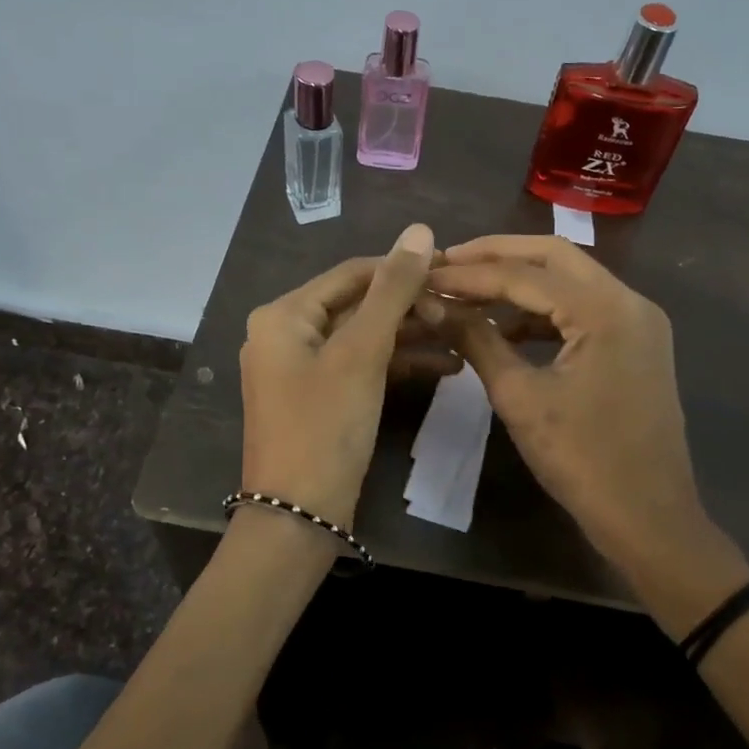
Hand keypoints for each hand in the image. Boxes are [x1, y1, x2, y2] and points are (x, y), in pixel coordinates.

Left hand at [239, 223, 436, 528]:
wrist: (298, 519)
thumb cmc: (325, 427)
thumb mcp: (362, 353)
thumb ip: (392, 290)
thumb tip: (420, 229)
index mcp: (284, 314)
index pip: (352, 273)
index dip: (402, 268)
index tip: (452, 269)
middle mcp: (286, 333)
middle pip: (358, 304)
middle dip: (411, 307)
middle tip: (463, 307)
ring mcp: (301, 368)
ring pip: (364, 337)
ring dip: (410, 336)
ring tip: (463, 335)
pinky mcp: (320, 397)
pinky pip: (361, 366)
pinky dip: (397, 364)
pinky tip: (445, 367)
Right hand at [425, 235, 745, 578]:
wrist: (649, 519)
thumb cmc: (582, 460)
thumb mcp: (519, 397)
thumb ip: (476, 340)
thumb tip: (431, 305)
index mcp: (605, 310)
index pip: (524, 275)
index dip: (468, 274)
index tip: (425, 275)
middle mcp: (629, 300)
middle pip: (554, 256)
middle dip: (497, 256)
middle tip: (448, 263)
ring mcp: (639, 320)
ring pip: (570, 279)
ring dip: (521, 281)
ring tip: (469, 293)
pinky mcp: (637, 341)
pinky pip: (584, 307)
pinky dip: (544, 309)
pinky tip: (506, 325)